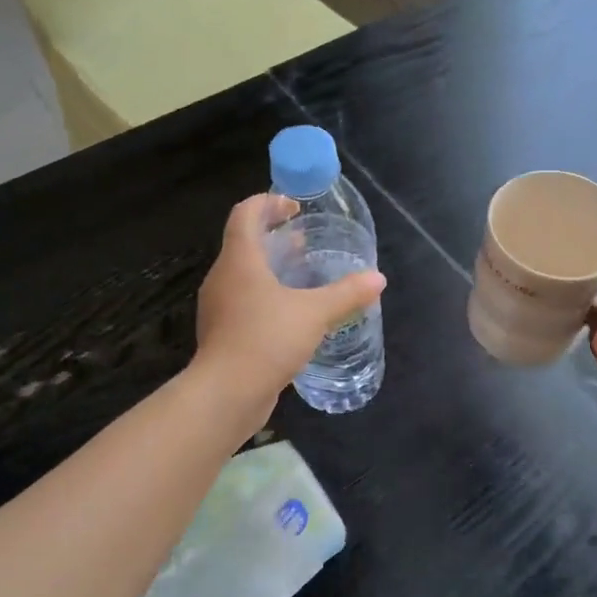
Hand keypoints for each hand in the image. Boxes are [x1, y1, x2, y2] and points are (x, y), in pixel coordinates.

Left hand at [192, 195, 385, 427]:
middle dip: (274, 238)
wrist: (226, 393)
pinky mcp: (222, 334)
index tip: (294, 208)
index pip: (245, 214)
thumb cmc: (267, 340)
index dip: (268, 203)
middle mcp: (222, 278)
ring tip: (302, 278)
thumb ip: (347, 294)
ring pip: (243, 277)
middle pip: (243, 244)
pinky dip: (265, 298)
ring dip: (270, 271)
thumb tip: (378, 278)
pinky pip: (243, 304)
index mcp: (239, 260)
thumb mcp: (314, 313)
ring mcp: (218, 308)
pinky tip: (290, 317)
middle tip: (305, 243)